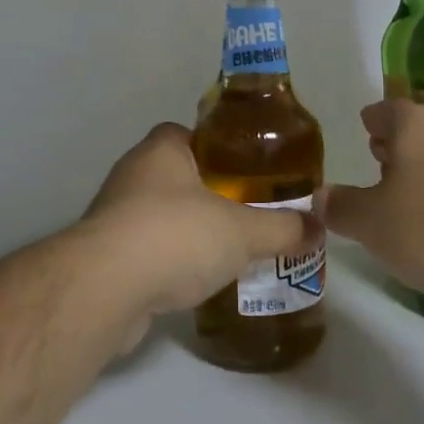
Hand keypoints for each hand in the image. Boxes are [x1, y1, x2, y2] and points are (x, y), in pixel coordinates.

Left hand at [79, 123, 317, 328]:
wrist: (105, 289)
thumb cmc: (175, 236)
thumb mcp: (242, 230)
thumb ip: (282, 228)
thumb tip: (317, 228)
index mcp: (162, 150)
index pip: (190, 134)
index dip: (219, 148)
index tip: (247, 170)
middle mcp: (133, 174)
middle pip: (178, 176)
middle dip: (210, 194)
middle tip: (247, 213)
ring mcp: (115, 215)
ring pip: (162, 215)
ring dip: (189, 230)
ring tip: (228, 251)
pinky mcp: (107, 255)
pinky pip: (147, 250)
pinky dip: (170, 261)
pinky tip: (196, 281)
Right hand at [319, 100, 423, 301]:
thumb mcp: (375, 224)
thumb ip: (343, 209)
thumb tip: (320, 197)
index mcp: (413, 124)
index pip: (383, 111)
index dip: (371, 121)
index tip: (364, 129)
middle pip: (418, 130)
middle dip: (399, 146)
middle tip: (380, 163)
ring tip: (413, 201)